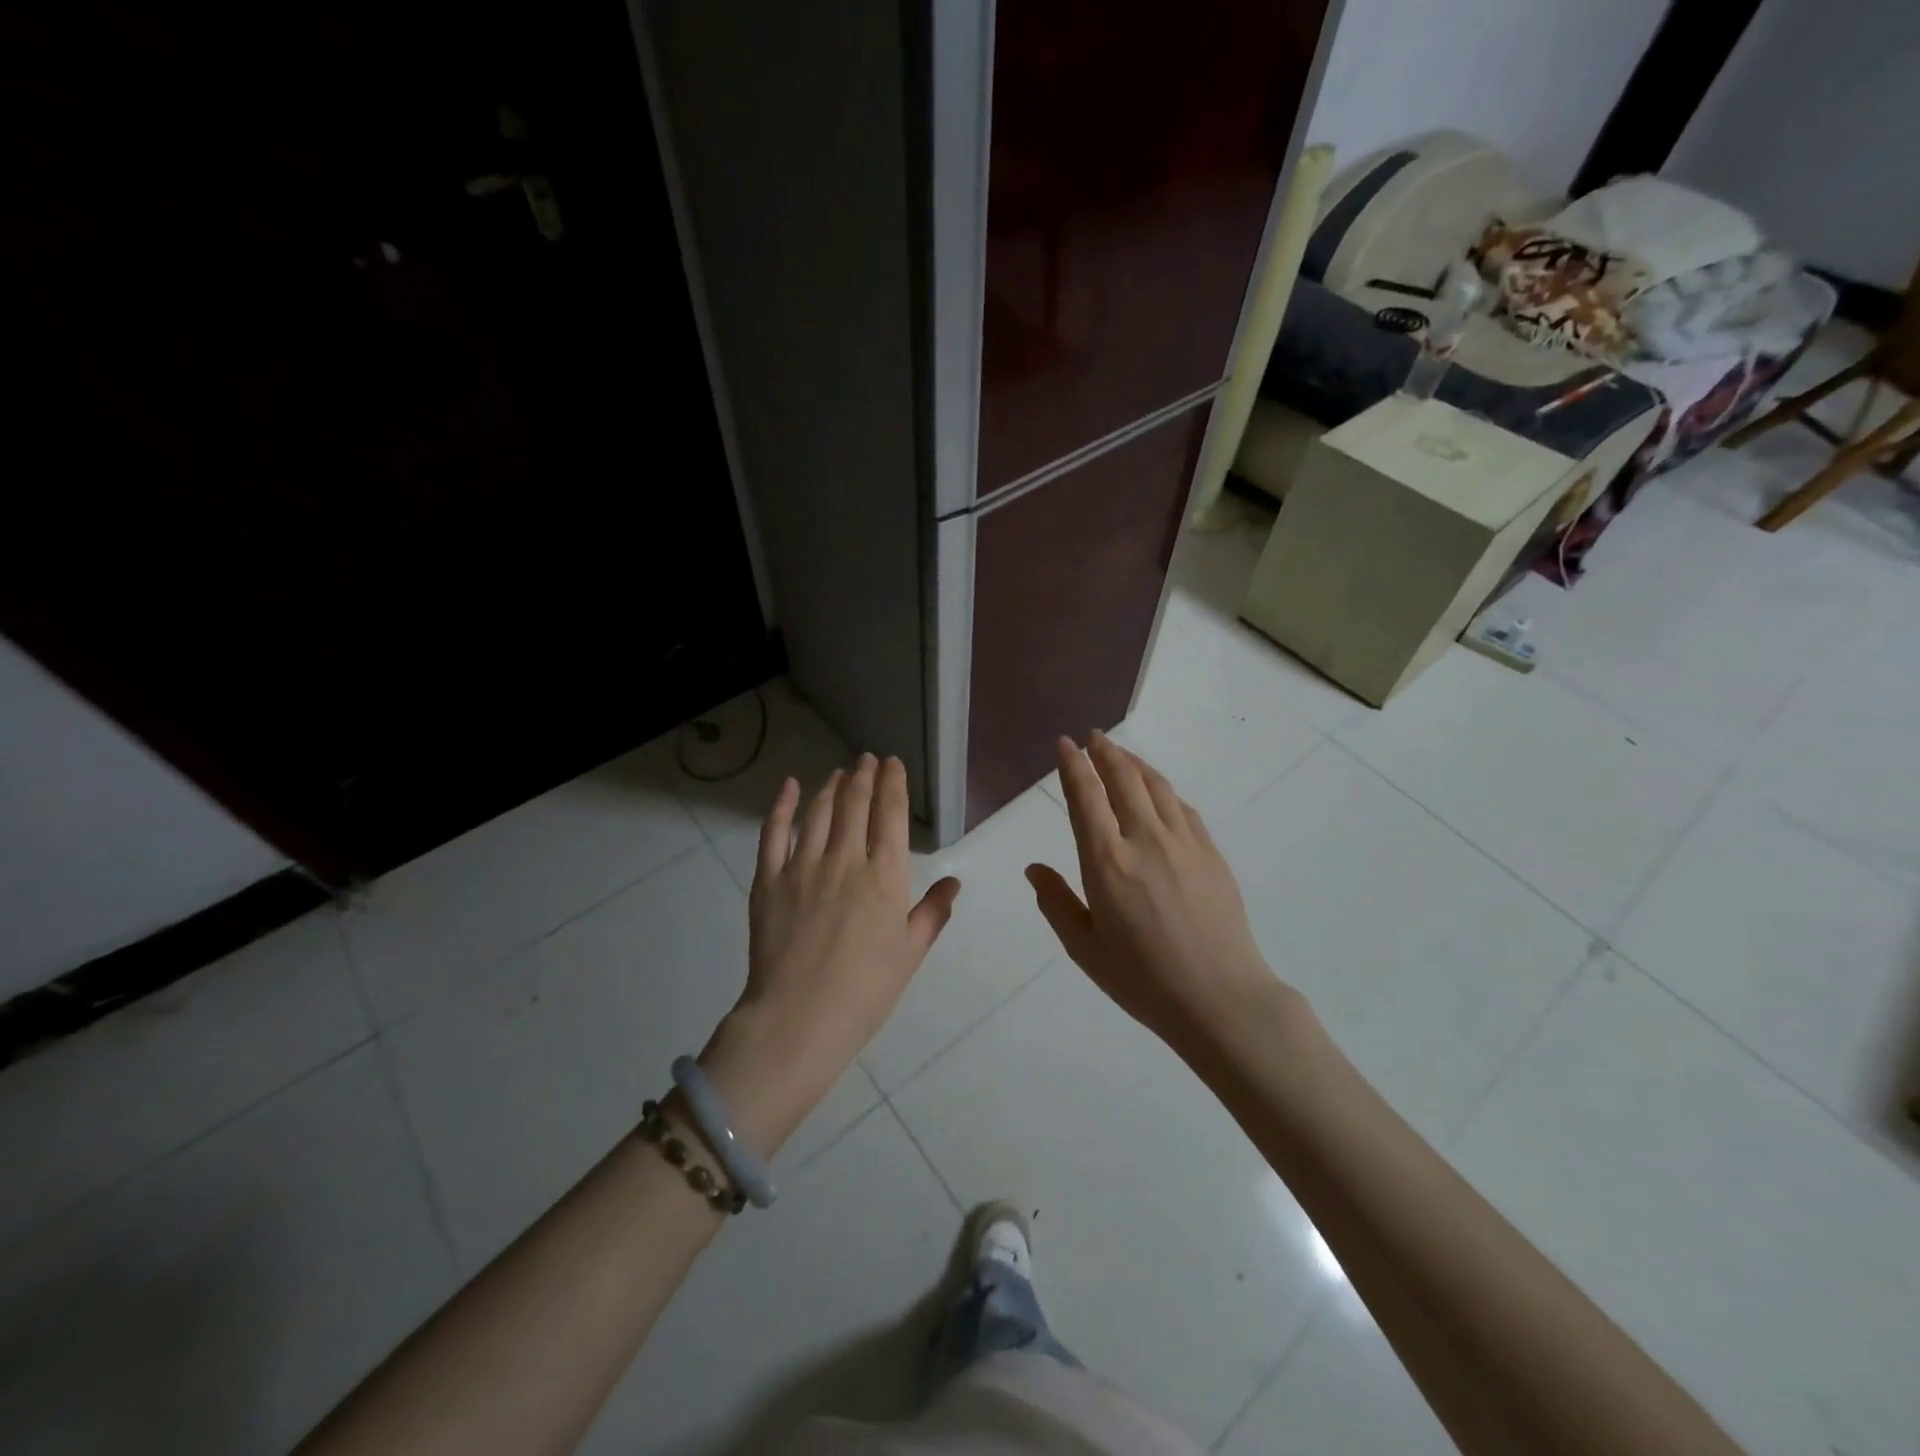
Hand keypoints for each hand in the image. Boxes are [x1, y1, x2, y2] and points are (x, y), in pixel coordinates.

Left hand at [701, 755, 960, 1152]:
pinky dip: (783, 805)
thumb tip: (954, 882)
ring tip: (839, 773)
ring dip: (832, 787)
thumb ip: (932, 913)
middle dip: (864, 776)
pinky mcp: (768, 879)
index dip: (893, 784)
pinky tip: (790, 787)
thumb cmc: (865, 991)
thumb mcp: (910, 954)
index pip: (891, 815)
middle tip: (867, 760)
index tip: (893, 764)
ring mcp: (802, 866)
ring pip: (819, 812)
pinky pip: (773, 832)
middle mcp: (845, 860)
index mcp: (885, 877)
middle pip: (855, 804)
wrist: (799, 1019)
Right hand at [1027, 733, 1278, 1049]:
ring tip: (1121, 754)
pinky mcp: (1211, 853)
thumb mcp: (1085, 948)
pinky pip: (1182, 807)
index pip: (1085, 797)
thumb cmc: (1143, 980)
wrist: (1221, 998)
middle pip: (1123, 779)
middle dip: (1105, 752)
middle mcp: (1145, 840)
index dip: (1073, 765)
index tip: (1065, 744)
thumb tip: (1034, 868)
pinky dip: (1163, 789)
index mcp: (1107, 862)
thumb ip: (1056, 902)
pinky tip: (1158, 792)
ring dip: (1134, 763)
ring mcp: (1184, 843)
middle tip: (1093, 736)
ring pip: (1156, 786)